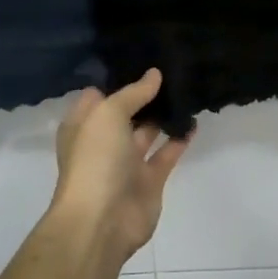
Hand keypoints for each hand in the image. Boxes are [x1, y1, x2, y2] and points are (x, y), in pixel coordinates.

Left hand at [49, 70, 190, 271]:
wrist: (102, 220)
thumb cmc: (95, 160)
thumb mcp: (108, 115)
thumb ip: (133, 93)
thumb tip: (154, 74)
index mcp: (83, 126)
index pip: (99, 95)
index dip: (118, 79)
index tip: (142, 58)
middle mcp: (103, 142)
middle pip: (125, 113)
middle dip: (145, 95)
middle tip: (172, 69)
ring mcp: (126, 163)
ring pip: (147, 132)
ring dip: (164, 115)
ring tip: (187, 90)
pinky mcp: (149, 180)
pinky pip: (166, 154)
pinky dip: (179, 139)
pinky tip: (194, 121)